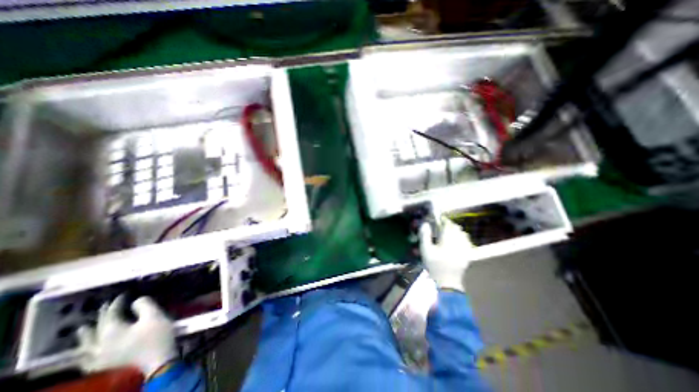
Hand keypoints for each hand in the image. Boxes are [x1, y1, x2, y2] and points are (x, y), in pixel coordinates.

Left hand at [77, 297, 176, 376]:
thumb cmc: (157, 334)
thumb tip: (136, 301)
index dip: (117, 302)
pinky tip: (85, 355)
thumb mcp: (155, 315)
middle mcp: (99, 344)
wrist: (158, 359)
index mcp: (111, 331)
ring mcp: (99, 357)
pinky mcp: (104, 365)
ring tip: (83, 329)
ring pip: (86, 346)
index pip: (111, 313)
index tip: (124, 294)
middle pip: (97, 328)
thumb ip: (144, 305)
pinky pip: (87, 361)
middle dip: (101, 316)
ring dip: (85, 336)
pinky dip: (84, 355)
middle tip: (105, 306)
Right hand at [420, 218, 473, 289]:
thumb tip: (425, 224)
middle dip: (450, 225)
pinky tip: (458, 241)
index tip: (439, 219)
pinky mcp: (468, 254)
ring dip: (456, 231)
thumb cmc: (434, 265)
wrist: (447, 281)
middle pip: (457, 228)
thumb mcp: (426, 250)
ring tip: (449, 233)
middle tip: (442, 226)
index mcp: (448, 239)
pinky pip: (467, 242)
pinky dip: (462, 238)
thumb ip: (425, 236)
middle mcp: (459, 242)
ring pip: (463, 234)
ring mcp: (465, 248)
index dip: (443, 220)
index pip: (448, 224)